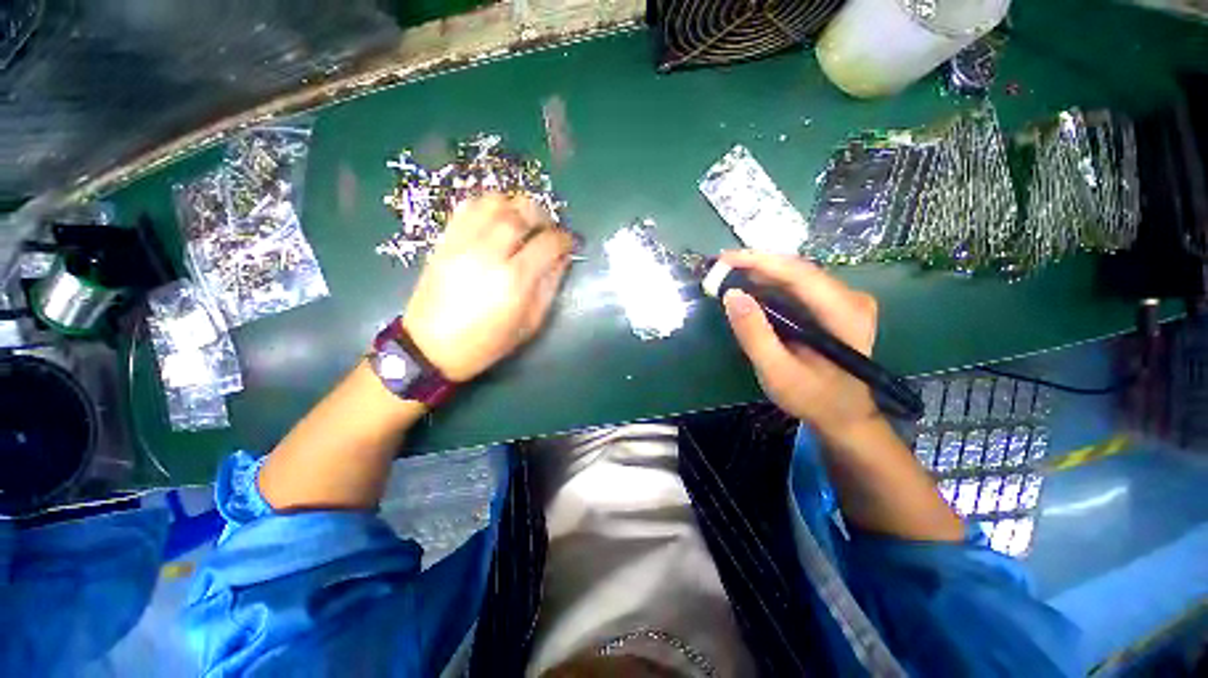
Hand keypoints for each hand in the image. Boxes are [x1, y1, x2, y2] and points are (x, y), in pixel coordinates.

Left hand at [403, 193, 572, 381]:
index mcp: (515, 280)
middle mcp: (489, 254)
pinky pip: (466, 208)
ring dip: (514, 205)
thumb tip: (562, 258)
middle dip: (542, 215)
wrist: (431, 347)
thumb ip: (549, 286)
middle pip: (520, 213)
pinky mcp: (444, 241)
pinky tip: (496, 217)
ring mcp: (463, 244)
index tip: (569, 242)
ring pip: (493, 203)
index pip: (548, 243)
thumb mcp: (530, 323)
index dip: (564, 239)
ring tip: (523, 219)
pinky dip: (487, 204)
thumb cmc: (487, 342)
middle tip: (548, 227)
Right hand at [720, 250, 879, 436]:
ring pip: (796, 275)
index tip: (724, 259)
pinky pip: (798, 286)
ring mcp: (845, 299)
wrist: (844, 414)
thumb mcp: (776, 372)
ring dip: (760, 273)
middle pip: (797, 270)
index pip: (799, 274)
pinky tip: (750, 287)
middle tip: (720, 267)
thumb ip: (754, 334)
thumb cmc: (812, 397)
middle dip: (756, 265)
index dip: (759, 261)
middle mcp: (851, 298)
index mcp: (845, 314)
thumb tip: (731, 295)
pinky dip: (770, 284)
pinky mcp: (834, 305)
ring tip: (728, 274)